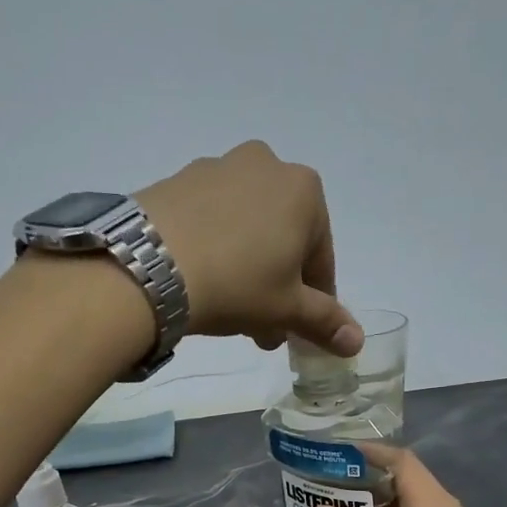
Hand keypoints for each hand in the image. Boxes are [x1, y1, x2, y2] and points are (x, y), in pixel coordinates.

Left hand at [135, 141, 362, 354]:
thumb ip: (325, 322)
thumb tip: (357, 342)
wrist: (149, 266)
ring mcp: (218, 167)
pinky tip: (202, 284)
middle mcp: (266, 165)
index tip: (299, 330)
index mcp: (305, 190)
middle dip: (279, 287)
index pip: (322, 257)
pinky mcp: (178, 180)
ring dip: (249, 272)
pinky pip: (212, 221)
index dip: (315, 300)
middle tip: (264, 329)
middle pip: (284, 240)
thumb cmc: (237, 283)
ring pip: (248, 231)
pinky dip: (217, 251)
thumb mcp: (287, 309)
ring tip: (232, 314)